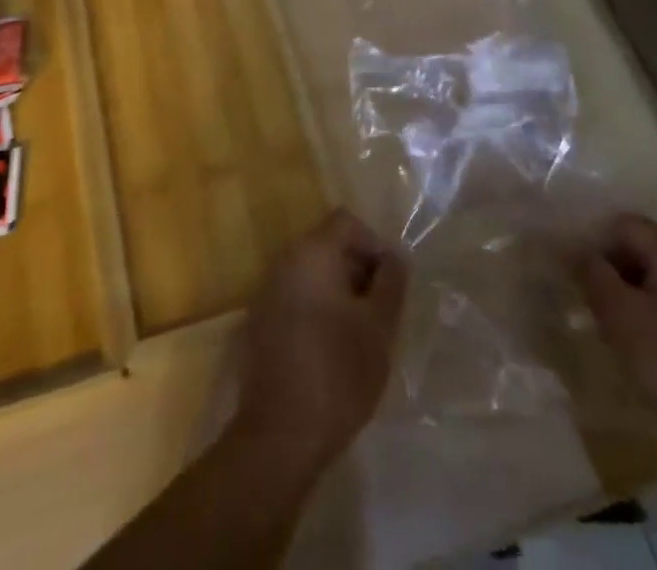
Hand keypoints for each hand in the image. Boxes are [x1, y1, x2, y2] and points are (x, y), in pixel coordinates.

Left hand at [234, 208, 407, 475]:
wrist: (280, 434)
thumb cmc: (337, 372)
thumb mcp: (378, 328)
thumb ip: (391, 282)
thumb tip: (396, 255)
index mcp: (311, 253)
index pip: (347, 222)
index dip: (375, 244)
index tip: (390, 283)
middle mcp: (284, 261)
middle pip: (328, 244)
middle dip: (358, 269)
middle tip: (380, 311)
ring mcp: (267, 291)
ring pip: (312, 273)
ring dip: (339, 291)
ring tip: (360, 333)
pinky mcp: (260, 322)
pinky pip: (296, 296)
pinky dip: (318, 308)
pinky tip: (331, 349)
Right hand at [576, 214, 656, 464]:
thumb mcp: (620, 317)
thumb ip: (592, 273)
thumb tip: (572, 248)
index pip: (623, 225)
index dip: (594, 243)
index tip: (575, 274)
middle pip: (642, 244)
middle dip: (611, 266)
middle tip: (590, 299)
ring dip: (629, 286)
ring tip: (611, 321)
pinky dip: (652, 303)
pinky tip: (642, 336)